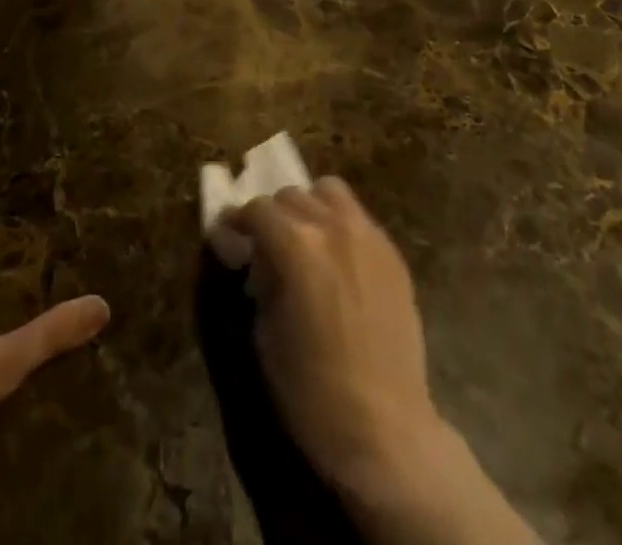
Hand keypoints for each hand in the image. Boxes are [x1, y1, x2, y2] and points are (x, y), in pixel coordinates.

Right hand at [231, 180, 537, 544]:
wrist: (385, 429)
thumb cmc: (312, 391)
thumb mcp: (266, 334)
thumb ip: (259, 280)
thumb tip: (253, 257)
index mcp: (295, 244)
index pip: (257, 209)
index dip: (237, 222)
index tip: (229, 237)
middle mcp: (332, 225)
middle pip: (291, 195)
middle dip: (273, 216)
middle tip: (266, 246)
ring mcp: (368, 235)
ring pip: (330, 192)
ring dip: (310, 208)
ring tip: (306, 241)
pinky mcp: (392, 253)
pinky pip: (359, 218)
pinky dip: (340, 224)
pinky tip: (338, 260)